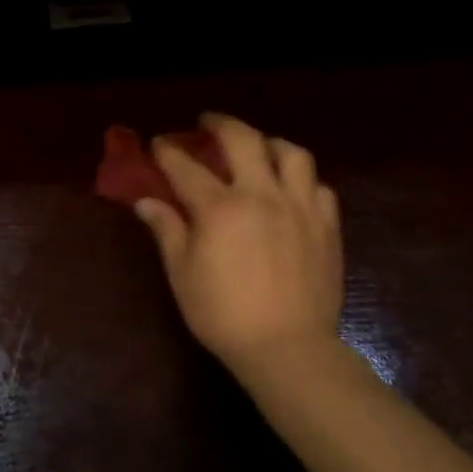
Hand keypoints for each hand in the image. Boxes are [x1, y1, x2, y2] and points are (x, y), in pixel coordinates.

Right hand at [134, 114, 346, 405]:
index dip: (169, 152)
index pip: (186, 167)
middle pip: (243, 140)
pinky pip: (318, 186)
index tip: (158, 143)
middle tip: (208, 123)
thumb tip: (146, 202)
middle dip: (220, 124)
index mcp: (220, 208)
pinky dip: (301, 179)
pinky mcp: (327, 225)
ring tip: (258, 148)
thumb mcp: (182, 273)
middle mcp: (262, 195)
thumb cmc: (223, 314)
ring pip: (292, 153)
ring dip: (269, 143)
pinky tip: (291, 189)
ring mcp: (300, 207)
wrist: (287, 348)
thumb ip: (167, 230)